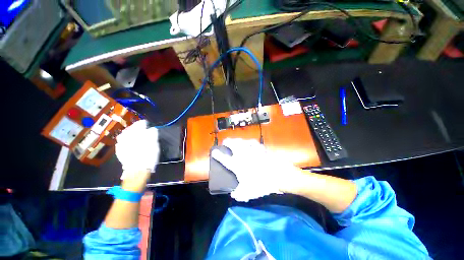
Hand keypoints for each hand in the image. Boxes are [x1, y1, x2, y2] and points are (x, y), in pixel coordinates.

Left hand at [115, 120, 159, 179]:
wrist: (137, 170)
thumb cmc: (148, 157)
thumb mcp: (155, 145)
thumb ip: (153, 135)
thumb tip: (152, 129)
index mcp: (137, 135)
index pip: (140, 125)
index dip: (143, 123)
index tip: (147, 123)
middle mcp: (127, 137)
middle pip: (130, 128)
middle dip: (135, 127)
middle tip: (141, 127)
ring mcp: (121, 144)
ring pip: (124, 134)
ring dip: (129, 132)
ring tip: (134, 133)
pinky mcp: (119, 150)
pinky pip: (121, 141)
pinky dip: (125, 138)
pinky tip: (128, 140)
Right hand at [211, 138, 299, 201]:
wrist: (277, 175)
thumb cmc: (260, 183)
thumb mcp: (247, 193)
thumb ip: (238, 194)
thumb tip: (234, 195)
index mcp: (236, 164)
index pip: (223, 158)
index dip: (217, 154)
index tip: (214, 151)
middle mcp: (242, 155)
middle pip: (232, 144)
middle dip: (227, 141)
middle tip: (225, 142)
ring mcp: (251, 149)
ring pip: (242, 140)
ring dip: (238, 140)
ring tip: (237, 141)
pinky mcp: (260, 148)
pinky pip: (253, 142)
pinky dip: (250, 142)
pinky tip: (250, 142)